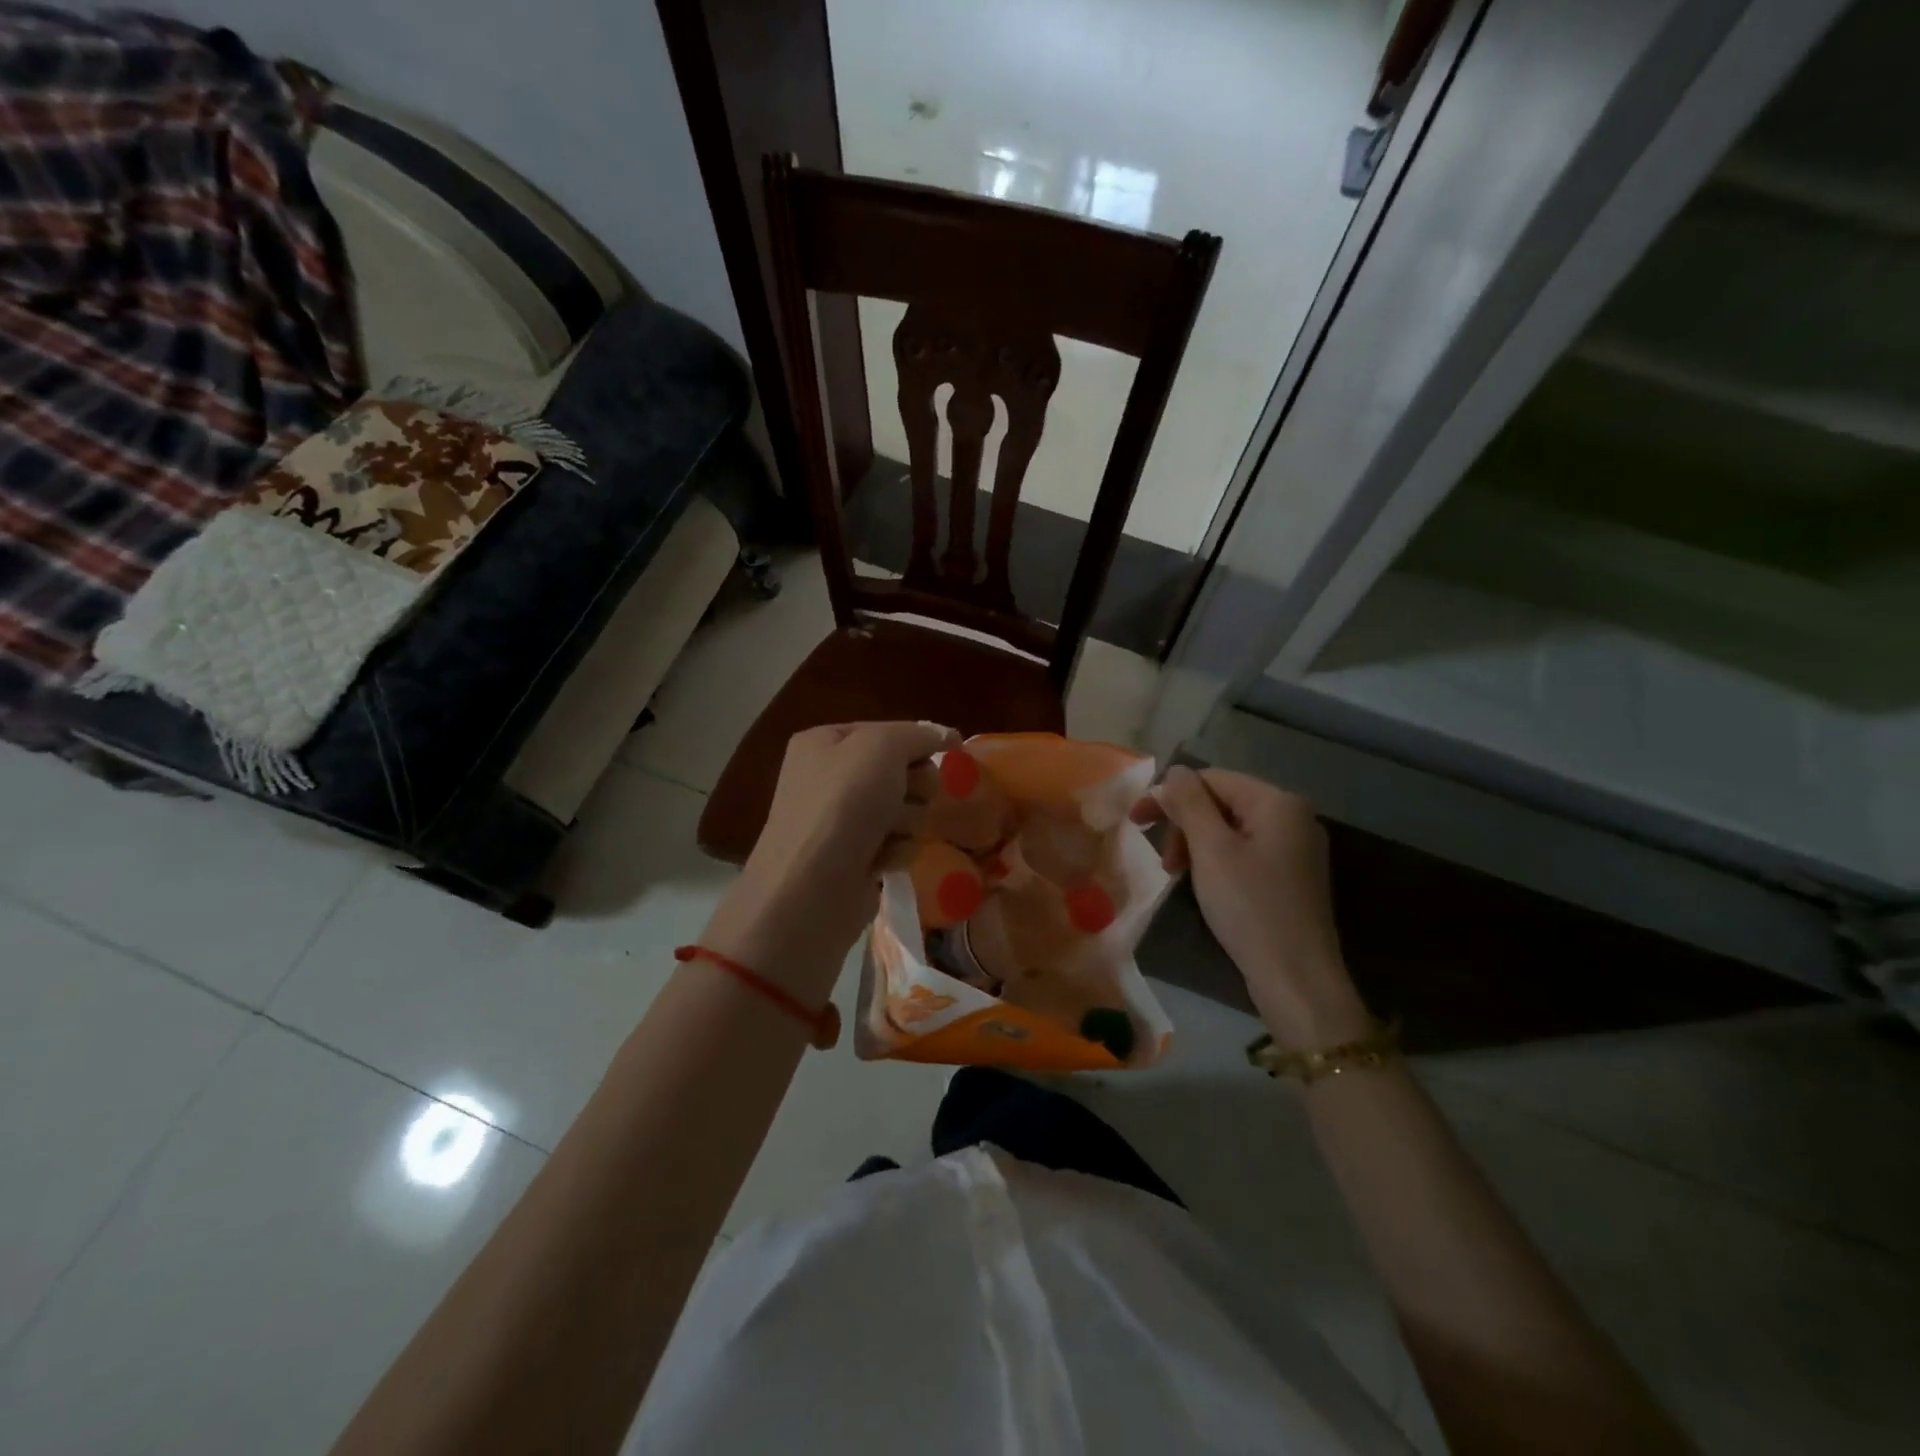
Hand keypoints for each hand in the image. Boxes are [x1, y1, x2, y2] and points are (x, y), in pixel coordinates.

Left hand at [703, 721, 956, 1000]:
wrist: (811, 888)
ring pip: (904, 809)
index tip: (944, 753)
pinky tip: (880, 862)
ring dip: (907, 821)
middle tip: (907, 796)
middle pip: (900, 771)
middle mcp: (829, 778)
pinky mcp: (854, 859)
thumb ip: (919, 734)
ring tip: (887, 835)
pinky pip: (897, 844)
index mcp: (824, 743)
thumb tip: (947, 734)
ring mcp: (841, 822)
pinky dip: (896, 851)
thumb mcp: (882, 747)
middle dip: (913, 786)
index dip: (916, 744)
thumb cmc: (843, 804)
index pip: (887, 731)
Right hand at [1132, 766, 1370, 1049]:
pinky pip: (1244, 852)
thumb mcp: (1211, 850)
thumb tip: (1175, 772)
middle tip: (1164, 861)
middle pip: (1222, 802)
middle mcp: (1293, 817)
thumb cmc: (1250, 907)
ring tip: (1177, 875)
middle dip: (1184, 824)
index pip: (1212, 779)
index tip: (1136, 822)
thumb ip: (1190, 803)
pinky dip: (1216, 861)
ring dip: (1196, 844)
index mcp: (1278, 802)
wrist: (1296, 979)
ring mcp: (1296, 848)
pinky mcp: (1291, 876)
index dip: (1170, 795)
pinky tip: (1203, 884)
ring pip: (1230, 829)